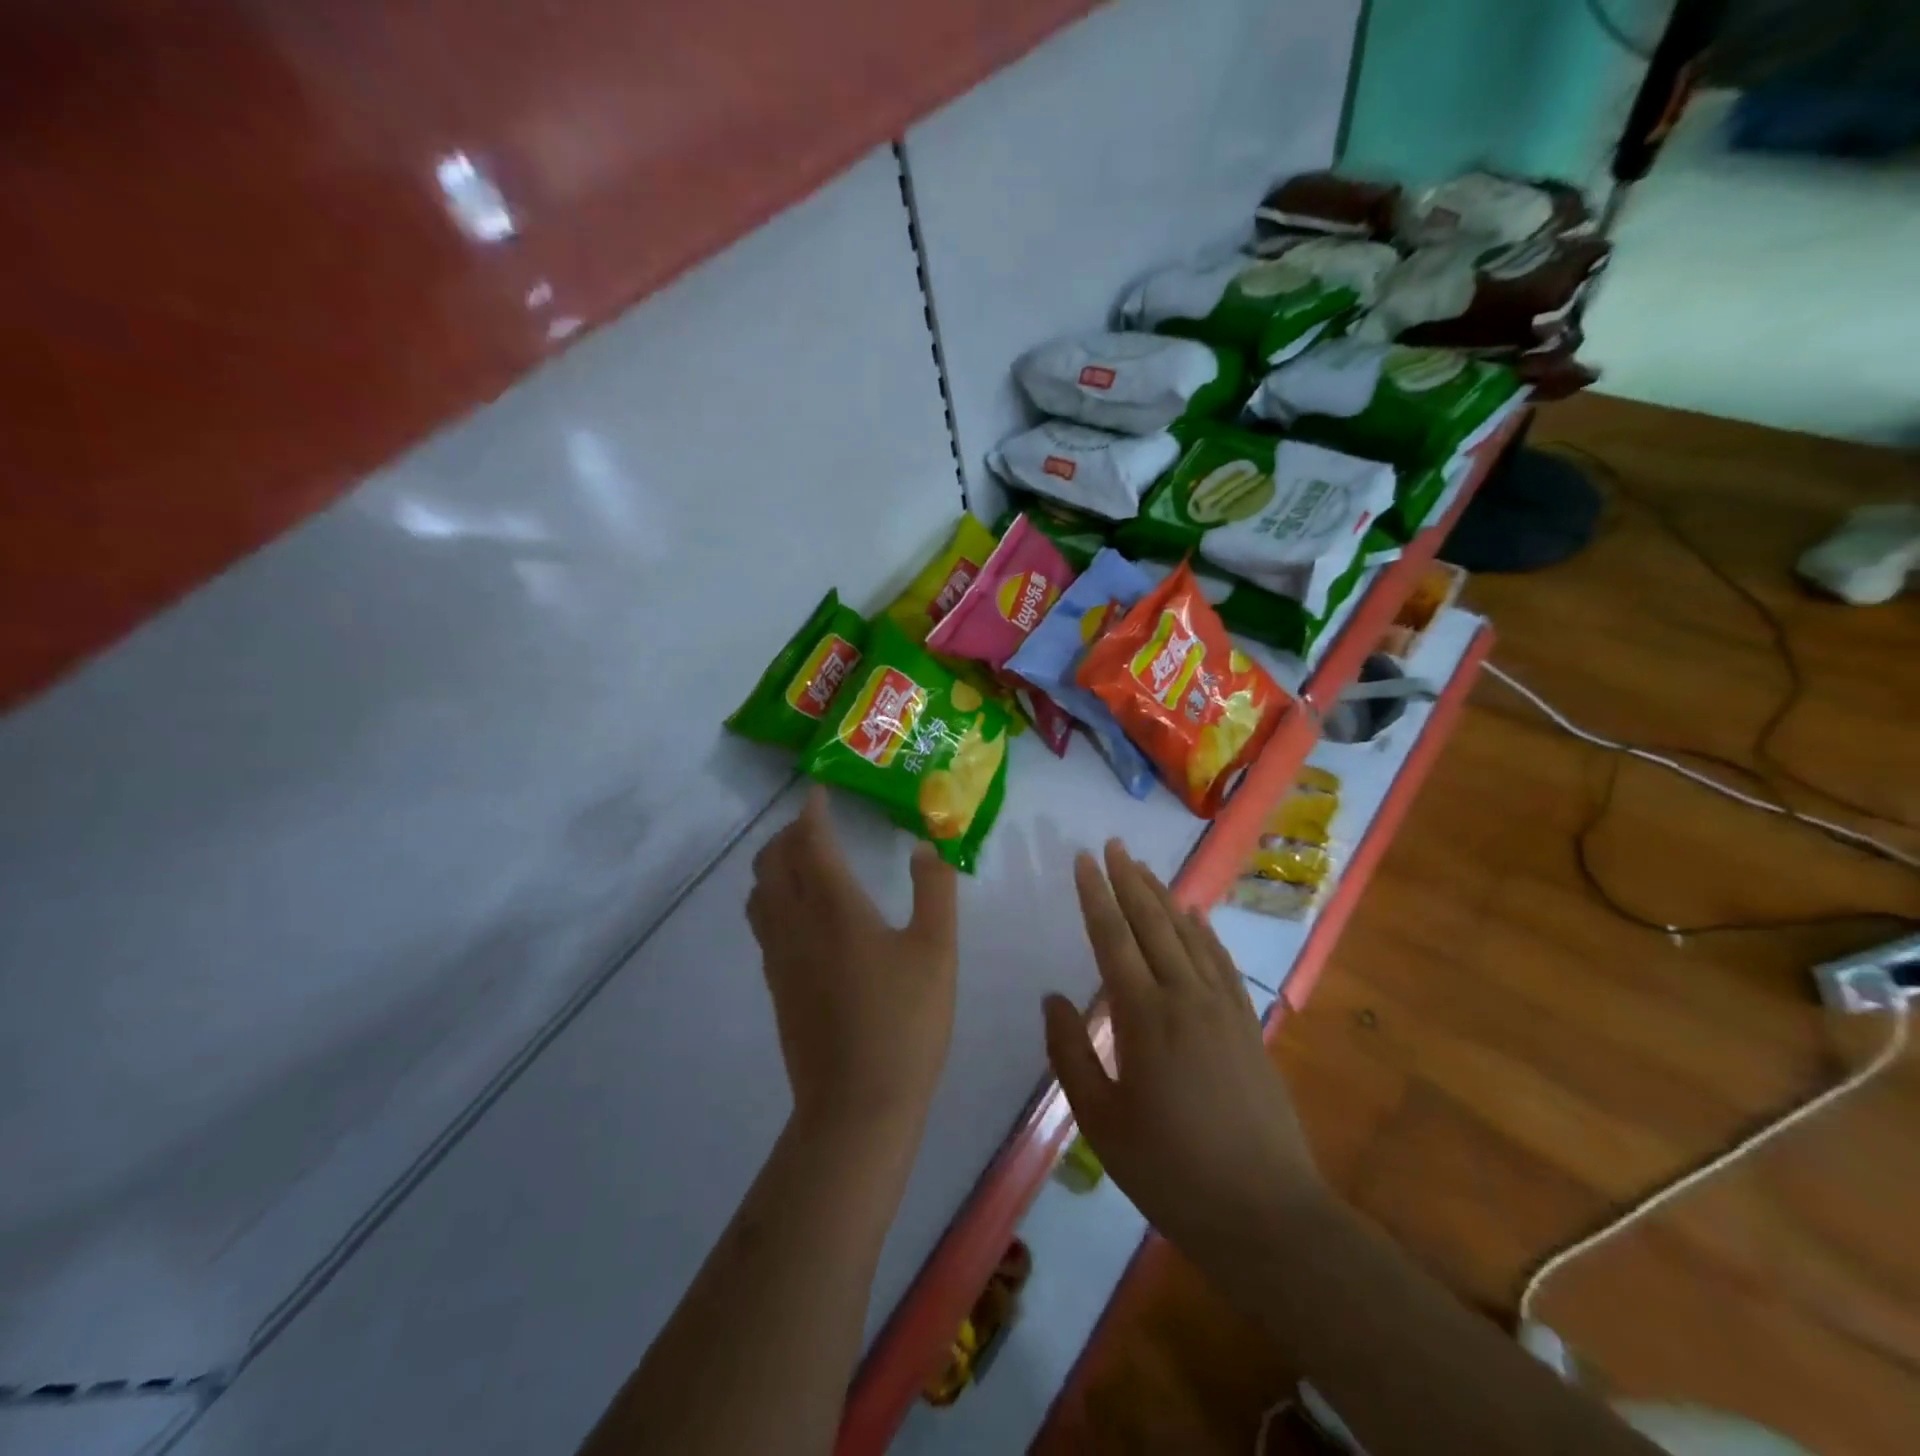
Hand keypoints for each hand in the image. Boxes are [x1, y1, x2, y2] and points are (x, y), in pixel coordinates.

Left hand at [748, 787, 958, 1134]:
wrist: (857, 1103)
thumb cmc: (905, 1023)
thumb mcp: (937, 951)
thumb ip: (934, 891)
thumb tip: (926, 846)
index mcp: (835, 908)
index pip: (809, 842)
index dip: (811, 812)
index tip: (818, 792)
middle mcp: (796, 923)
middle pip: (772, 862)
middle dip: (787, 834)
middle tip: (815, 824)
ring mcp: (779, 956)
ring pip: (759, 893)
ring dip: (773, 864)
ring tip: (802, 860)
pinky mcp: (776, 984)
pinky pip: (762, 922)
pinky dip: (772, 897)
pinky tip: (801, 913)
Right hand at [1044, 841, 1322, 1256]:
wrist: (1267, 1214)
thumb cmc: (1171, 1171)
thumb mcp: (1101, 1121)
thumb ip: (1071, 1053)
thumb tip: (1053, 999)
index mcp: (1145, 1016)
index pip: (1113, 937)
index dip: (1095, 895)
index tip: (1083, 859)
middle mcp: (1185, 997)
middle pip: (1152, 923)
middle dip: (1129, 880)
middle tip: (1113, 846)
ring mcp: (1223, 1007)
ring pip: (1188, 935)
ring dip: (1164, 898)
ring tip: (1145, 868)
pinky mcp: (1248, 1024)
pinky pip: (1221, 962)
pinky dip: (1204, 932)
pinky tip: (1195, 917)